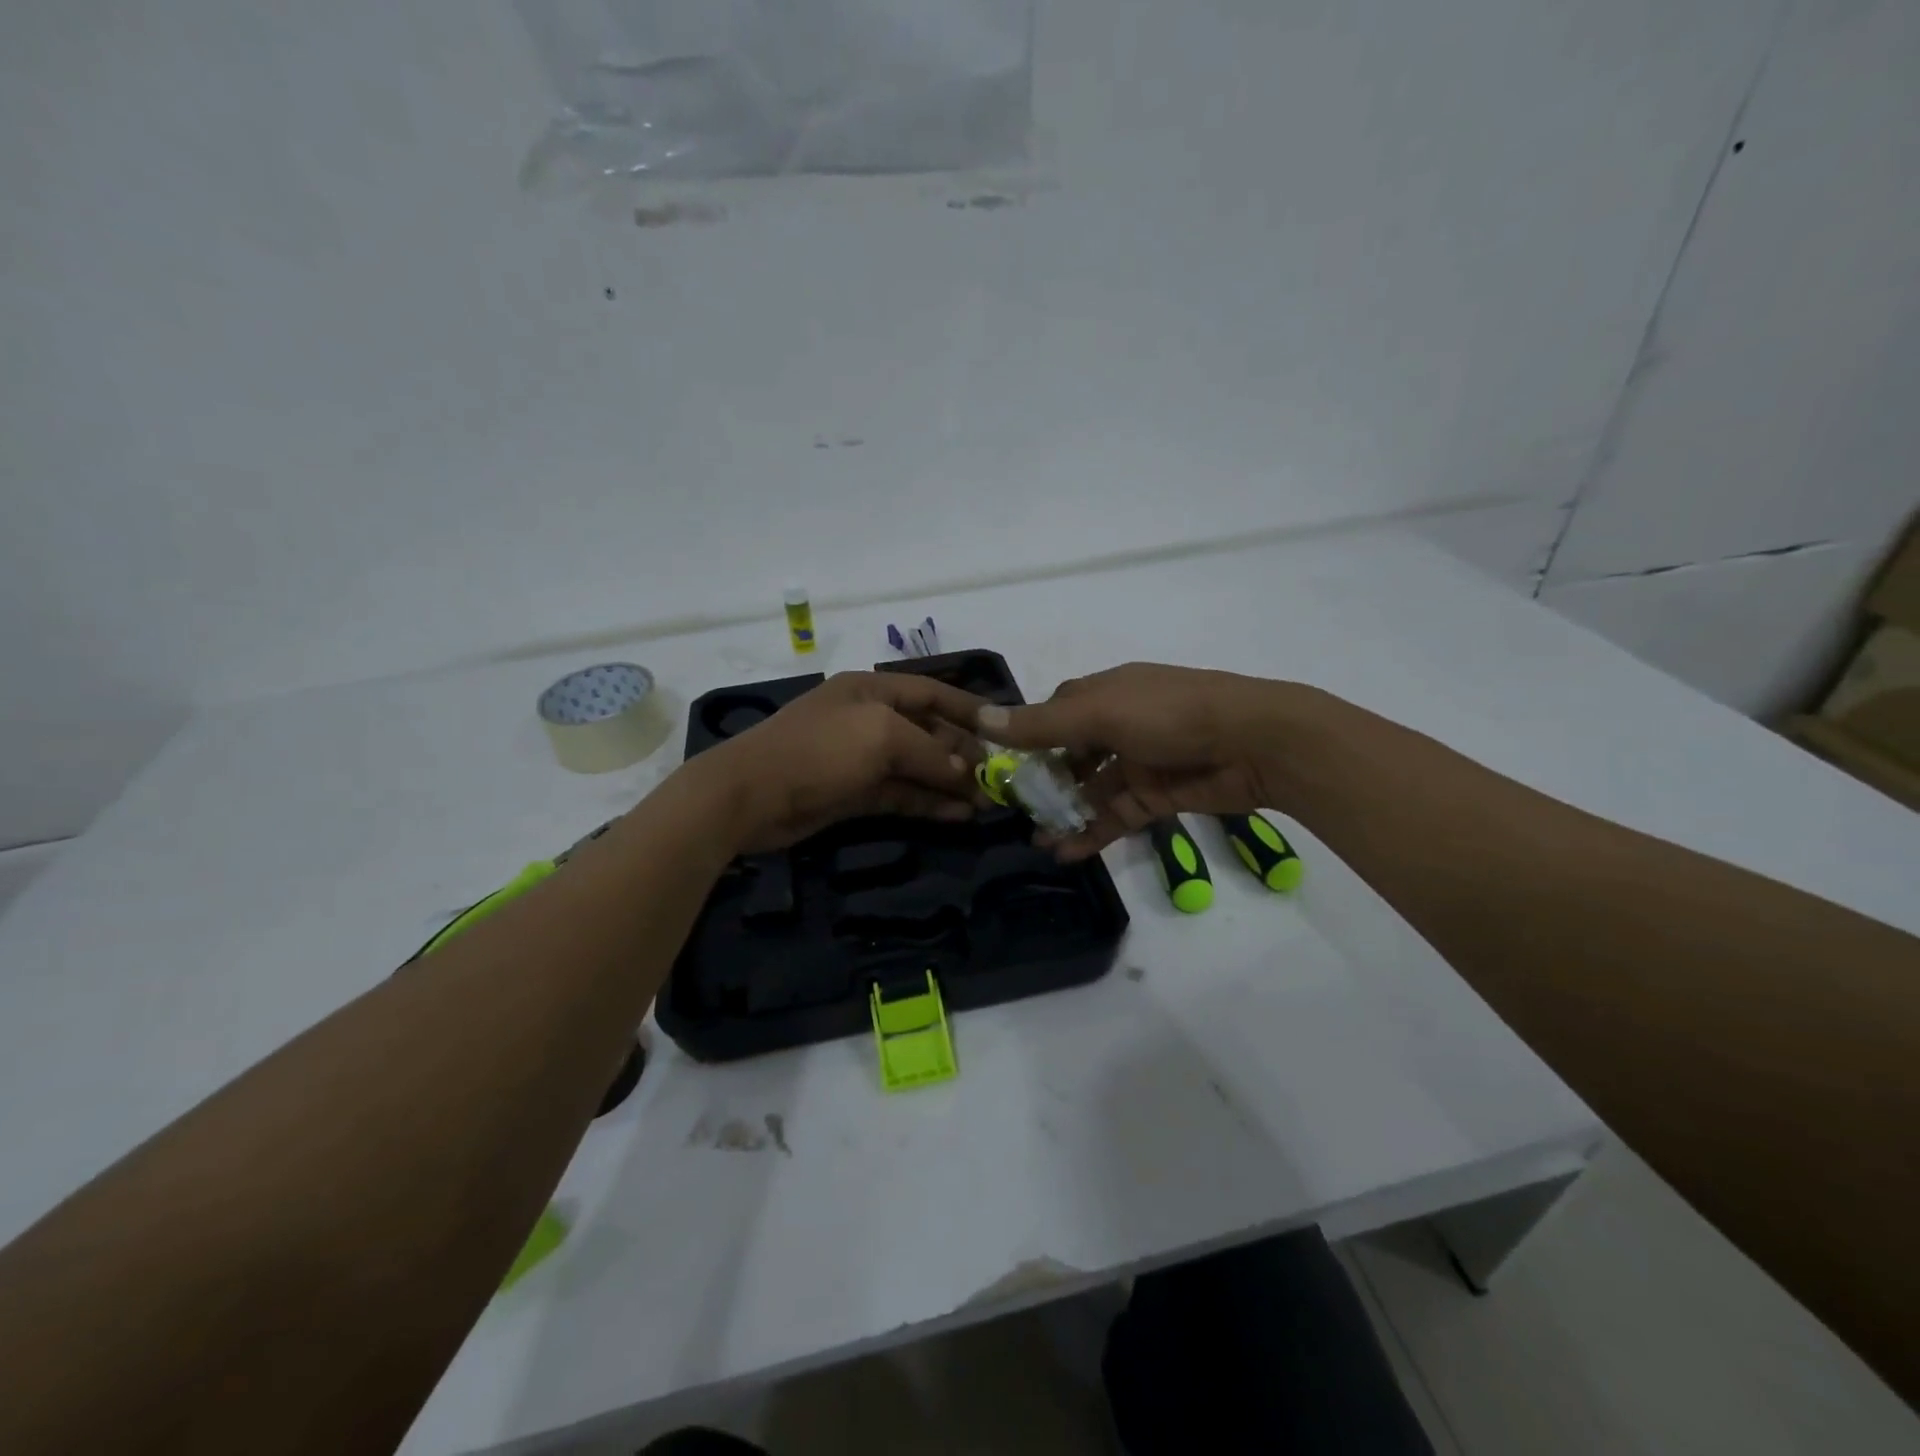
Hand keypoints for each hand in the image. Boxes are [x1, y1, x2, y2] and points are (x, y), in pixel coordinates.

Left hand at [684, 672, 986, 853]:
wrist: (749, 795)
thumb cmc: (819, 750)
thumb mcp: (882, 737)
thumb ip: (930, 753)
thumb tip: (966, 775)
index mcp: (872, 690)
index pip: (932, 692)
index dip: (968, 709)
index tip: (1004, 729)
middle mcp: (869, 720)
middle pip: (928, 733)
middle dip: (962, 755)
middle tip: (998, 780)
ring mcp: (860, 759)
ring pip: (917, 768)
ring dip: (949, 784)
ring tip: (985, 804)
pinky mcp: (853, 793)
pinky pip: (900, 795)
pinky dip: (927, 803)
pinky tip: (957, 815)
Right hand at [977, 662, 1307, 859]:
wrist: (1255, 743)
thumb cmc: (1169, 715)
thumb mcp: (1099, 714)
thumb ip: (1041, 725)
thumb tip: (980, 718)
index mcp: (1102, 694)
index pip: (1053, 714)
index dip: (1025, 737)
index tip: (997, 765)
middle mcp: (1117, 725)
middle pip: (1068, 755)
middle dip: (1041, 783)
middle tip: (1012, 811)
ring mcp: (1137, 763)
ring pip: (1089, 790)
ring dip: (1063, 813)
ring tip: (1035, 838)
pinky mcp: (1156, 796)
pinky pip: (1114, 816)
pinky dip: (1091, 833)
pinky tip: (1065, 852)